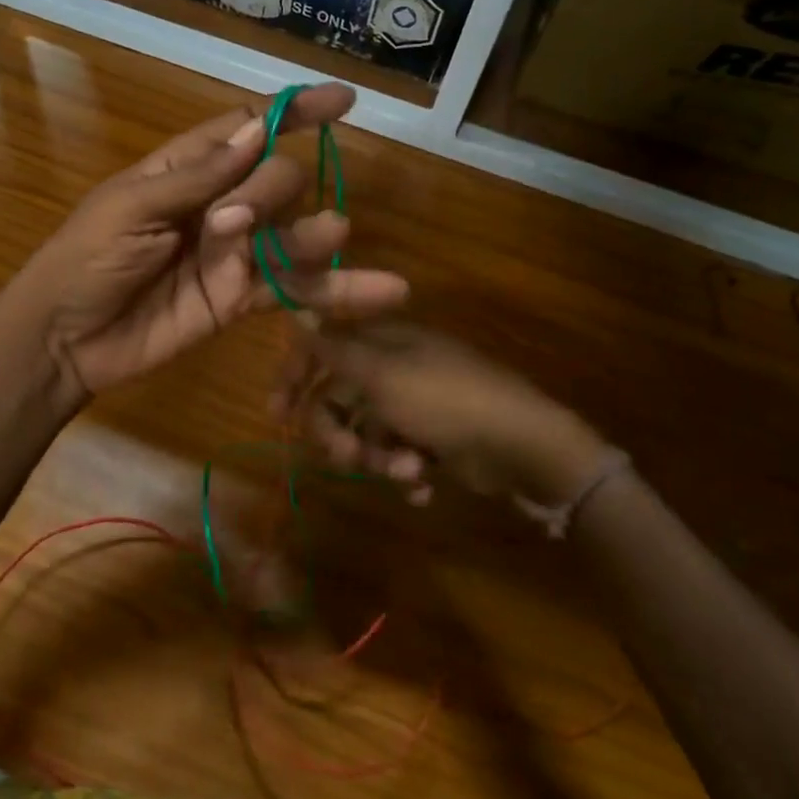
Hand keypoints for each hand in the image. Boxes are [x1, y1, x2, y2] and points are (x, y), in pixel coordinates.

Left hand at [10, 84, 408, 404]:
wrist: (65, 339)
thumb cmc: (84, 259)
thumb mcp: (130, 208)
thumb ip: (198, 177)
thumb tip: (256, 133)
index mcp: (185, 170)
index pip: (249, 129)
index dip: (293, 113)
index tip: (342, 102)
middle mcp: (217, 205)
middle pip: (275, 178)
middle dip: (270, 188)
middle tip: (231, 222)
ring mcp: (233, 253)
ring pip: (292, 232)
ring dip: (315, 230)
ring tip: (331, 232)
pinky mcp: (241, 299)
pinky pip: (294, 288)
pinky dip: (337, 290)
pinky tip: (386, 289)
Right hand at [274, 321, 618, 512]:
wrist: (522, 445)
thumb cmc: (445, 401)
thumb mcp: (382, 374)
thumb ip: (334, 350)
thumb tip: (295, 313)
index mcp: (382, 344)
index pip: (322, 350)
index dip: (295, 377)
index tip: (276, 413)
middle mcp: (393, 370)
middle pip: (339, 400)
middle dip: (339, 433)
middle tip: (347, 457)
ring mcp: (414, 406)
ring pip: (366, 434)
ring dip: (377, 458)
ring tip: (408, 470)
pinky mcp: (432, 440)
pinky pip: (396, 455)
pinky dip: (403, 473)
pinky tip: (422, 484)